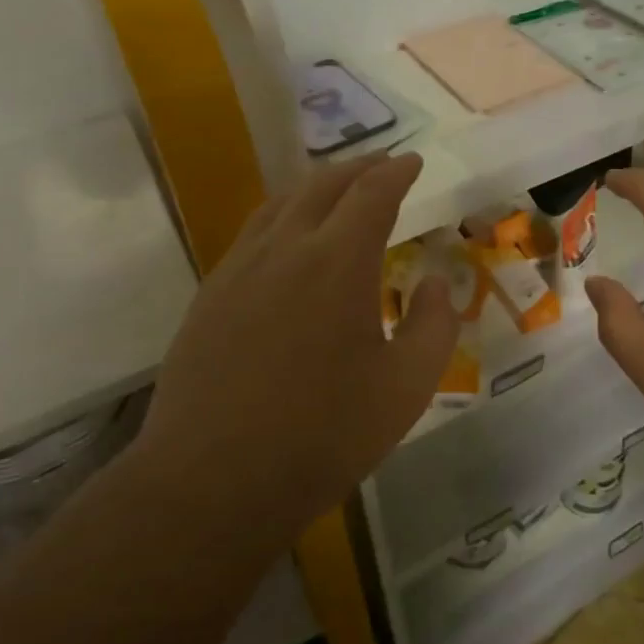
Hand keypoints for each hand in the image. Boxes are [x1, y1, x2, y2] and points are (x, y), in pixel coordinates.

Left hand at [133, 152, 458, 555]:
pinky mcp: (210, 294)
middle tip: (383, 165)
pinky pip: (253, 233)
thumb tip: (433, 283)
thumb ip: (433, 327)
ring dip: (317, 186)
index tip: (413, 161)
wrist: (211, 481)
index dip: (397, 171)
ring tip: (338, 191)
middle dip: (358, 167)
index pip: (372, 193)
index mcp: (337, 262)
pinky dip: (283, 215)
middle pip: (323, 185)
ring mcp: (239, 268)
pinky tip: (288, 240)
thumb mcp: (405, 389)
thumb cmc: (321, 436)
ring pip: (281, 203)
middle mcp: (285, 248)